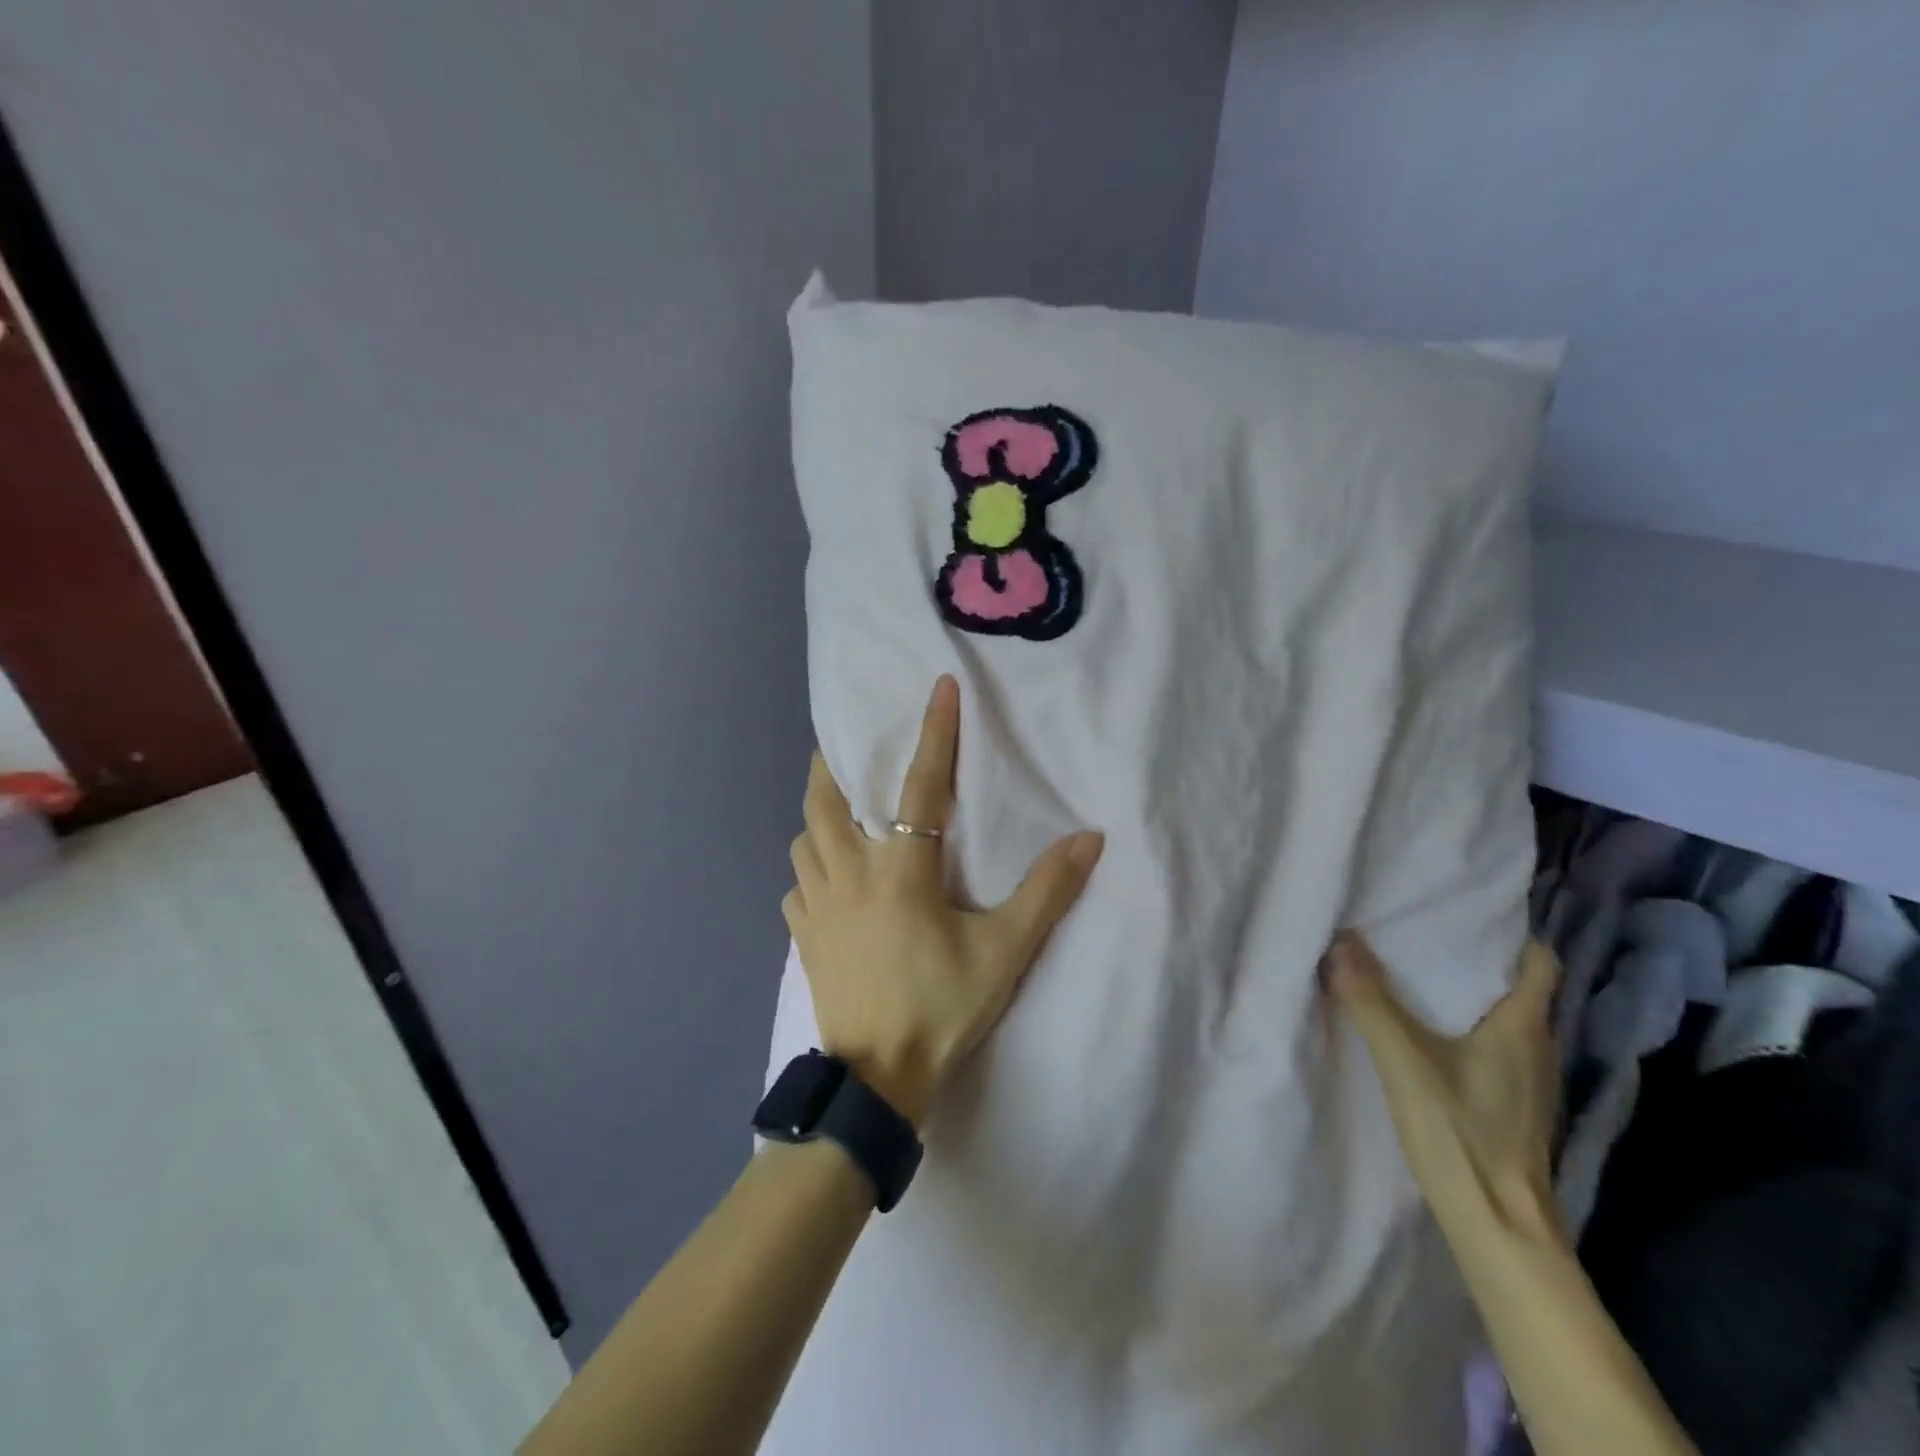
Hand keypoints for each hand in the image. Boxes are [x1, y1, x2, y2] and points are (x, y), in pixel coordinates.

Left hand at [783, 676, 1103, 1127]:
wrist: (877, 1079)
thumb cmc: (942, 1007)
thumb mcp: (1004, 952)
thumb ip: (1046, 893)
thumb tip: (1089, 838)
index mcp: (900, 870)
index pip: (921, 786)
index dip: (934, 733)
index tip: (939, 687)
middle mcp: (849, 874)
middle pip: (826, 802)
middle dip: (832, 765)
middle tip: (843, 747)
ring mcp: (817, 907)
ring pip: (803, 841)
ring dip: (817, 818)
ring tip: (836, 812)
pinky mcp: (803, 938)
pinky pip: (796, 887)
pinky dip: (807, 871)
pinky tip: (823, 881)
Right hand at [1322, 932, 1564, 1243]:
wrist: (1502, 1230)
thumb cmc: (1462, 1136)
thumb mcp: (1404, 1063)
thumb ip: (1370, 1003)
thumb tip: (1339, 944)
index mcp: (1524, 1027)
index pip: (1539, 962)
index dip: (1509, 935)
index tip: (1462, 916)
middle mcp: (1538, 1048)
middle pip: (1518, 987)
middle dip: (1475, 960)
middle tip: (1422, 937)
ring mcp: (1531, 1082)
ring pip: (1506, 1019)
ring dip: (1470, 996)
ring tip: (1418, 978)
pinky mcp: (1515, 1107)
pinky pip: (1497, 1048)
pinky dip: (1469, 1030)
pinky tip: (1431, 1037)